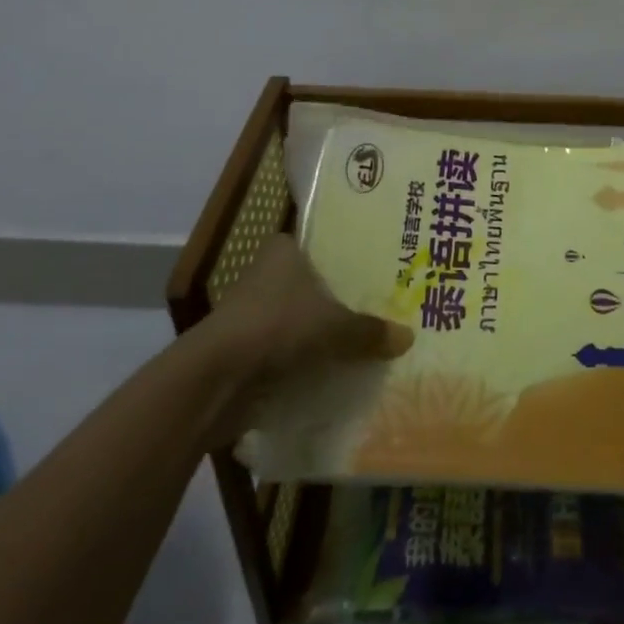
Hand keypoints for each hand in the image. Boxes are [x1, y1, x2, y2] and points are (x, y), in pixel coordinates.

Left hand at [212, 234, 413, 383]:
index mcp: (284, 251)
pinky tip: (342, 372)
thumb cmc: (276, 327)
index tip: (383, 268)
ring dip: (327, 335)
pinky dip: (311, 362)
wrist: (215, 380)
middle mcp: (268, 275)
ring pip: (305, 320)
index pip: (325, 244)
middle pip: (318, 285)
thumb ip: (370, 331)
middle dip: (346, 300)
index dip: (352, 256)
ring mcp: (256, 314)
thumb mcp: (334, 326)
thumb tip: (408, 337)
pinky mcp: (250, 351)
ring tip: (372, 342)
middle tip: (388, 307)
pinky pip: (292, 352)